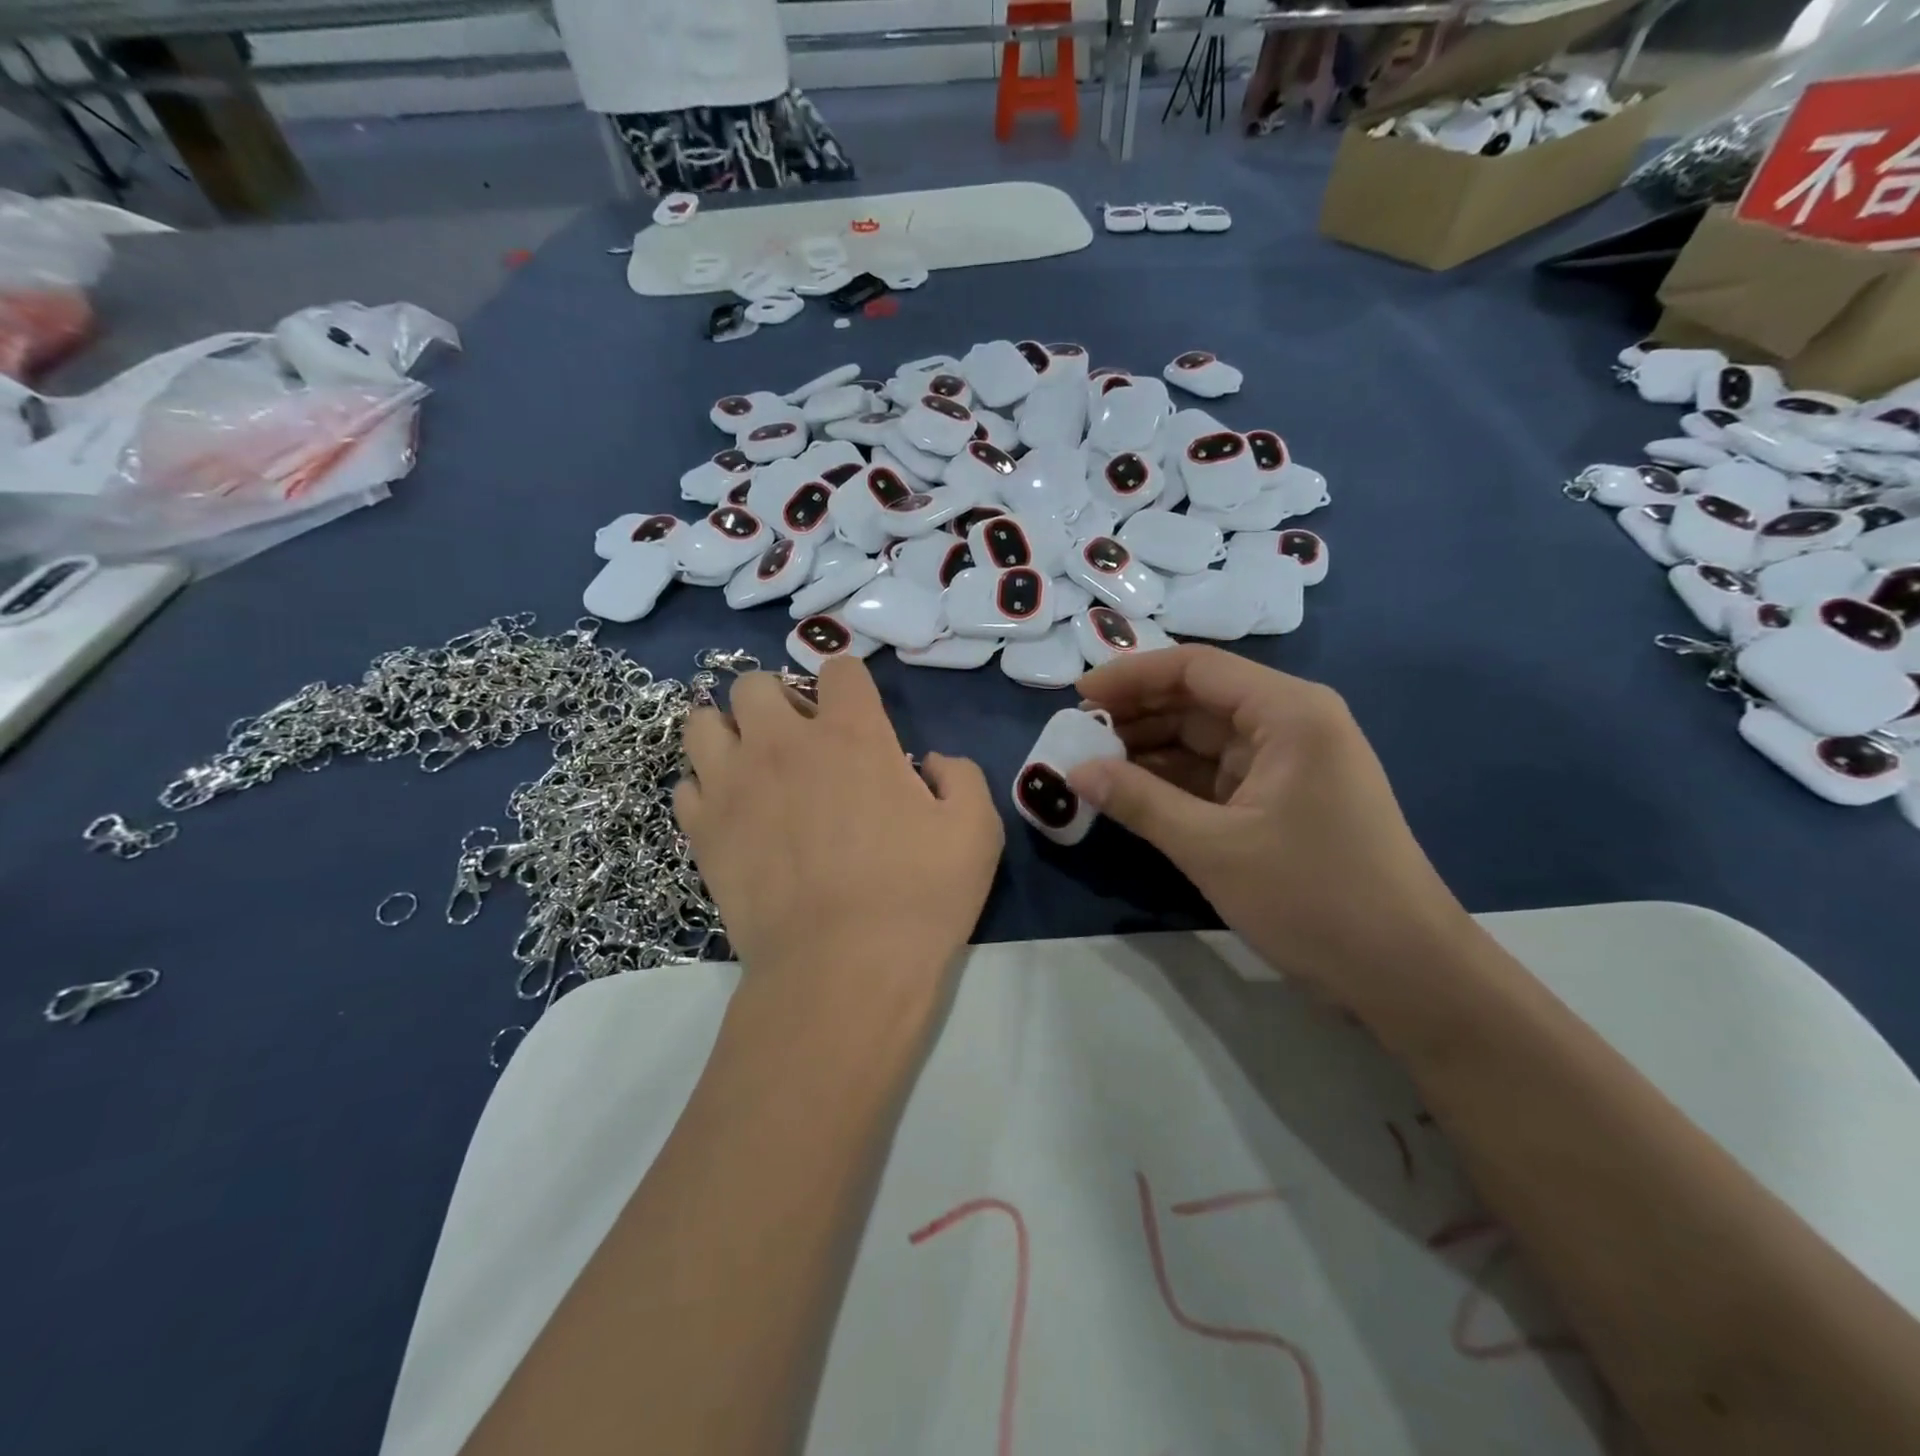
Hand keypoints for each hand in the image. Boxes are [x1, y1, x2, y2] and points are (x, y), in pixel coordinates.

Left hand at [675, 659, 1003, 989]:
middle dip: (778, 700)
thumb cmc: (918, 897)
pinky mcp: (704, 831)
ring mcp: (734, 785)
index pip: (839, 668)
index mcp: (852, 734)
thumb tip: (932, 762)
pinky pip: (687, 785)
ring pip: (702, 723)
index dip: (850, 684)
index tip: (858, 714)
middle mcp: (783, 744)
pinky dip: (708, 790)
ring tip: (753, 765)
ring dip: (729, 733)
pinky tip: (733, 814)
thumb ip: (961, 776)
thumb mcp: (976, 830)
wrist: (842, 971)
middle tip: (800, 740)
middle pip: (754, 683)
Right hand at [1069, 646, 1471, 1003]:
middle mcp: (1291, 723)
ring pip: (1203, 738)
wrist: (1405, 973)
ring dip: (1149, 749)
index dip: (1131, 676)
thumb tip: (1074, 771)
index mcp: (1288, 712)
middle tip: (1075, 735)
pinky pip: (1216, 774)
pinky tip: (1129, 791)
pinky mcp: (1283, 798)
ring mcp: (1289, 762)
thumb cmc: (1315, 898)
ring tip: (1091, 763)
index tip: (1077, 696)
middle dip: (1136, 714)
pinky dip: (1173, 780)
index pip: (1195, 668)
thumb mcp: (1213, 848)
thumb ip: (1139, 801)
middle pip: (1199, 699)